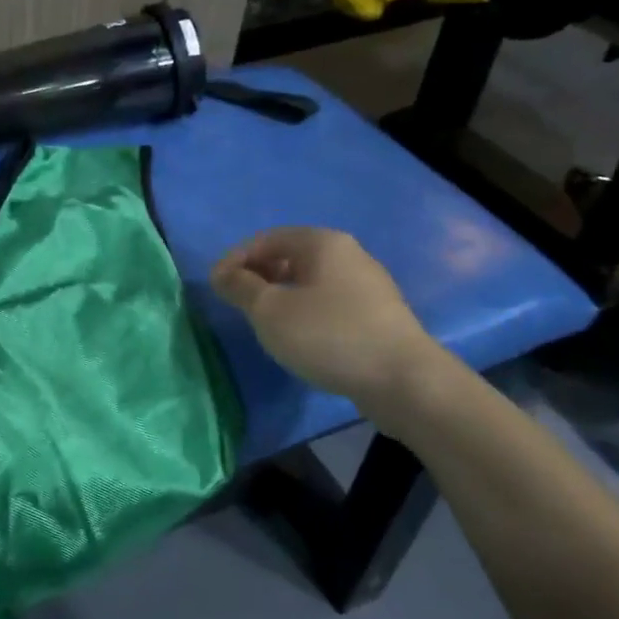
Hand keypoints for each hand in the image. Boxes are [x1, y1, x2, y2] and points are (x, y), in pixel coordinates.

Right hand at [210, 227, 442, 428]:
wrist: (403, 380)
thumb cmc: (328, 335)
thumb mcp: (270, 310)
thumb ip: (240, 287)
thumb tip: (221, 273)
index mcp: (322, 242)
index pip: (267, 238)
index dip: (235, 258)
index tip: (215, 286)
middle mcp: (348, 254)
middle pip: (290, 255)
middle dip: (258, 275)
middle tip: (237, 303)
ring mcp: (367, 284)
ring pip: (310, 280)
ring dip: (280, 294)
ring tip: (263, 322)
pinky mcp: (377, 314)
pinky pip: (328, 301)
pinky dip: (304, 310)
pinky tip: (298, 337)